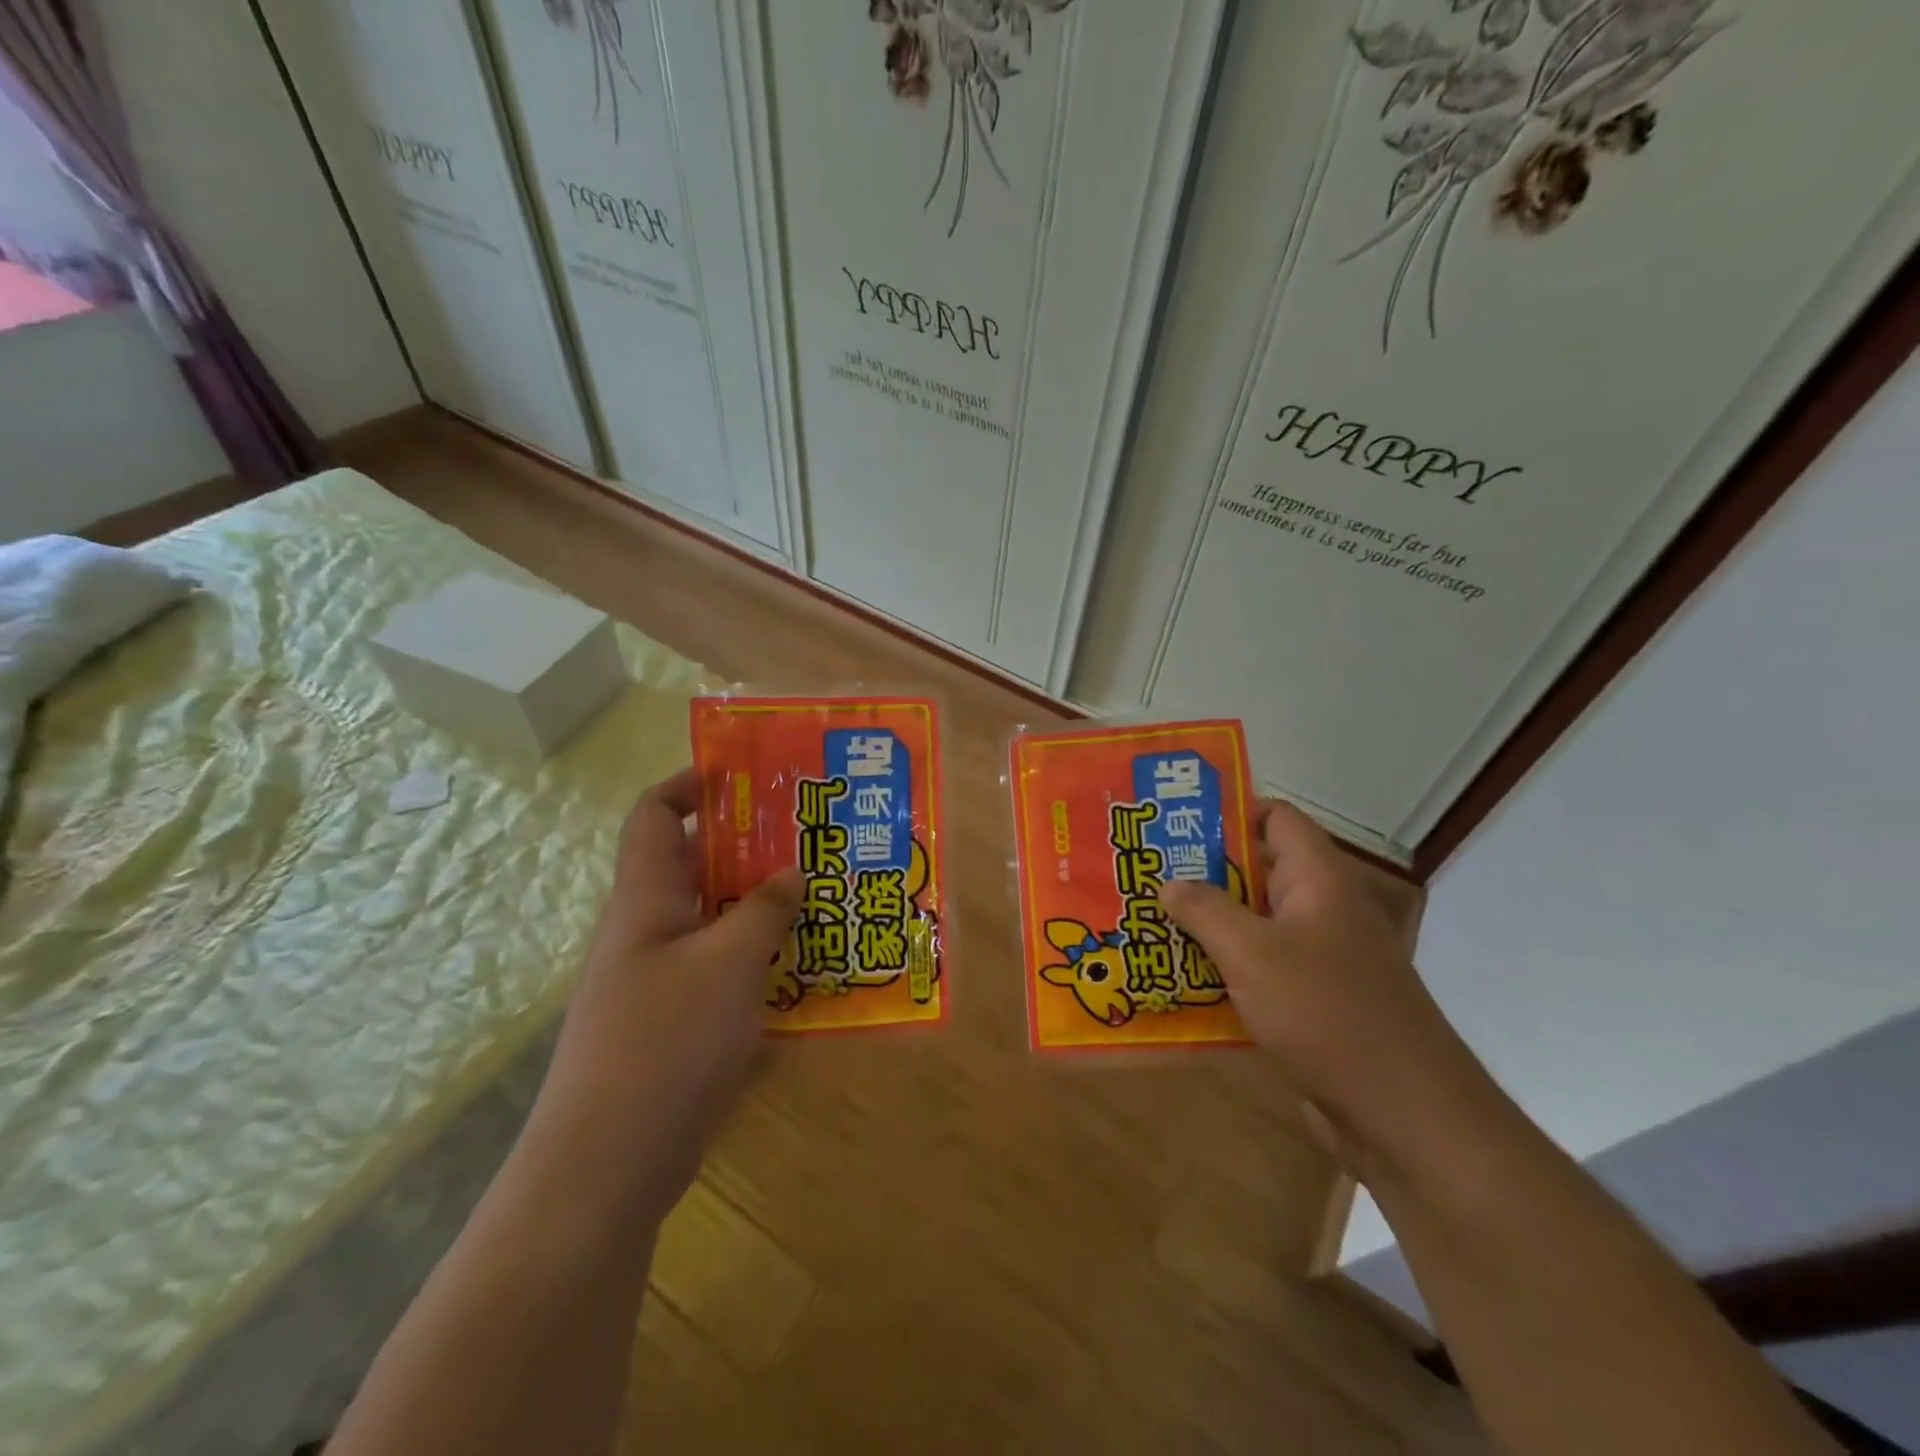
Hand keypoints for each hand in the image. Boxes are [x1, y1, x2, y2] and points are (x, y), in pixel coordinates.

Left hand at [530, 768, 801, 1222]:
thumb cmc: (665, 1044)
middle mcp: (647, 932)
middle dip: (748, 849)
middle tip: (809, 841)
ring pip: (713, 923)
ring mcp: (659, 982)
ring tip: (821, 901)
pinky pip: (722, 974)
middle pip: (693, 868)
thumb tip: (789, 871)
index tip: (746, 778)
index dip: (690, 786)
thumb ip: (762, 911)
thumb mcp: (728, 965)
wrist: (605, 1169)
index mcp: (645, 901)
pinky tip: (805, 975)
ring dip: (760, 910)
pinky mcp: (675, 1027)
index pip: (653, 816)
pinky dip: (759, 964)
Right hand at [1158, 801, 1494, 1177]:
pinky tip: (1177, 979)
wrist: (1403, 1113)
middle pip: (1256, 872)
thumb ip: (1205, 910)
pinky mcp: (1312, 1003)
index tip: (1174, 820)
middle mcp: (1320, 910)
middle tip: (1144, 873)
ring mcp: (1319, 959)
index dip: (1229, 810)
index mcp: (1317, 880)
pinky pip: (1258, 970)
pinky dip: (1223, 969)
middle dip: (1201, 872)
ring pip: (1253, 925)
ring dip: (1207, 925)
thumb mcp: (1252, 952)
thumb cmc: (1327, 1012)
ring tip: (1147, 921)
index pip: (1276, 818)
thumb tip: (1168, 882)